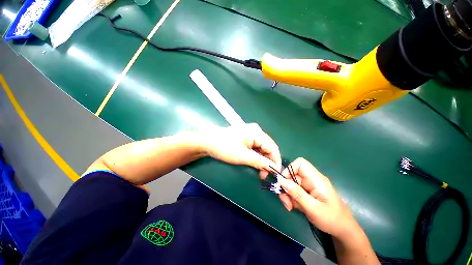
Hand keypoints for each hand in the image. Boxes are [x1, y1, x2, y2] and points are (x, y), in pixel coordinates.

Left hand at [197, 123, 281, 177]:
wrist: (207, 142)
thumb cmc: (225, 147)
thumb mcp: (243, 156)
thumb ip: (260, 162)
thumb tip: (273, 168)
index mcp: (257, 132)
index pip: (273, 148)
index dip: (275, 161)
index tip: (274, 174)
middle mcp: (256, 131)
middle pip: (268, 148)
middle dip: (268, 161)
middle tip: (263, 175)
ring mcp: (250, 133)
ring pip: (262, 148)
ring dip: (262, 160)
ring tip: (259, 171)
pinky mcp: (245, 137)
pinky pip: (255, 147)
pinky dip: (256, 156)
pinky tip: (254, 163)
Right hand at [276, 158, 360, 238]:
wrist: (343, 230)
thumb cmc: (332, 219)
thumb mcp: (313, 208)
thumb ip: (296, 193)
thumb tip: (280, 179)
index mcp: (316, 179)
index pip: (300, 164)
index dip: (289, 169)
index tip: (283, 182)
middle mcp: (311, 180)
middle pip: (292, 175)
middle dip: (286, 187)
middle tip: (286, 201)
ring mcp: (309, 186)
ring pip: (291, 184)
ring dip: (287, 195)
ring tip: (290, 207)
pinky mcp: (307, 192)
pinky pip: (294, 191)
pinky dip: (291, 198)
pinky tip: (294, 208)